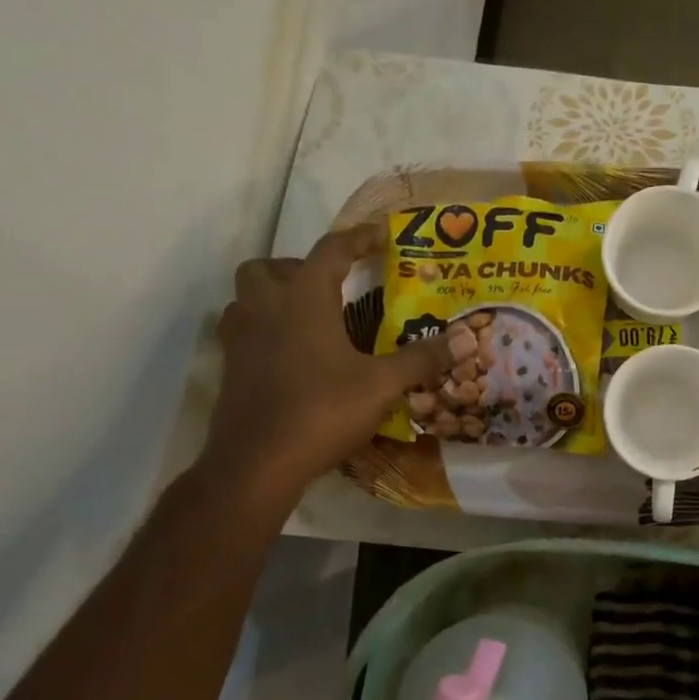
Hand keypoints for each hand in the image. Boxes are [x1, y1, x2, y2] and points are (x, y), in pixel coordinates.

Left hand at [201, 225, 452, 504]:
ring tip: (313, 318)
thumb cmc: (321, 412)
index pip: (331, 250)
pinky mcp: (230, 368)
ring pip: (248, 297)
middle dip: (301, 267)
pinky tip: (295, 354)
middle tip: (334, 287)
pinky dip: (266, 329)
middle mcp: (265, 308)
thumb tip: (467, 338)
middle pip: (270, 267)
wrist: (257, 464)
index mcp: (302, 299)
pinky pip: (244, 330)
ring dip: (276, 296)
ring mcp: (240, 339)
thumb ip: (422, 358)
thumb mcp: (381, 385)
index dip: (359, 238)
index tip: (383, 235)